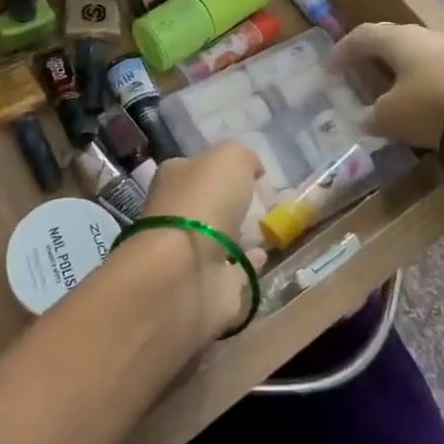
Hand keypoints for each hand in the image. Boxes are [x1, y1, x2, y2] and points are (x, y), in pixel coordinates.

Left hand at [135, 142, 262, 339]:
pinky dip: (249, 266)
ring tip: (270, 229)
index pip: (195, 168)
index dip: (219, 169)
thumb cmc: (203, 203)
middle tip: (263, 203)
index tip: (250, 173)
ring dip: (240, 237)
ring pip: (219, 240)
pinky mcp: (207, 286)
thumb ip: (243, 157)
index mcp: (173, 179)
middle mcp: (176, 215)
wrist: (186, 271)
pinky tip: (267, 257)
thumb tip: (252, 166)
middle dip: (230, 205)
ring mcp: (190, 254)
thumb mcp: (229, 159)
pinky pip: (234, 273)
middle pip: (206, 206)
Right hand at [331, 23, 443, 167]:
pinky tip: (436, 107)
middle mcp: (428, 36)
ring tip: (399, 96)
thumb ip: (373, 116)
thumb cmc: (437, 106)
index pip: (362, 36)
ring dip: (408, 74)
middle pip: (394, 41)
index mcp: (399, 40)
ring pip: (424, 58)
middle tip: (363, 75)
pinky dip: (434, 87)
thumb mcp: (392, 118)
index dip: (343, 50)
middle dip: (376, 58)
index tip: (331, 67)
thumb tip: (365, 117)